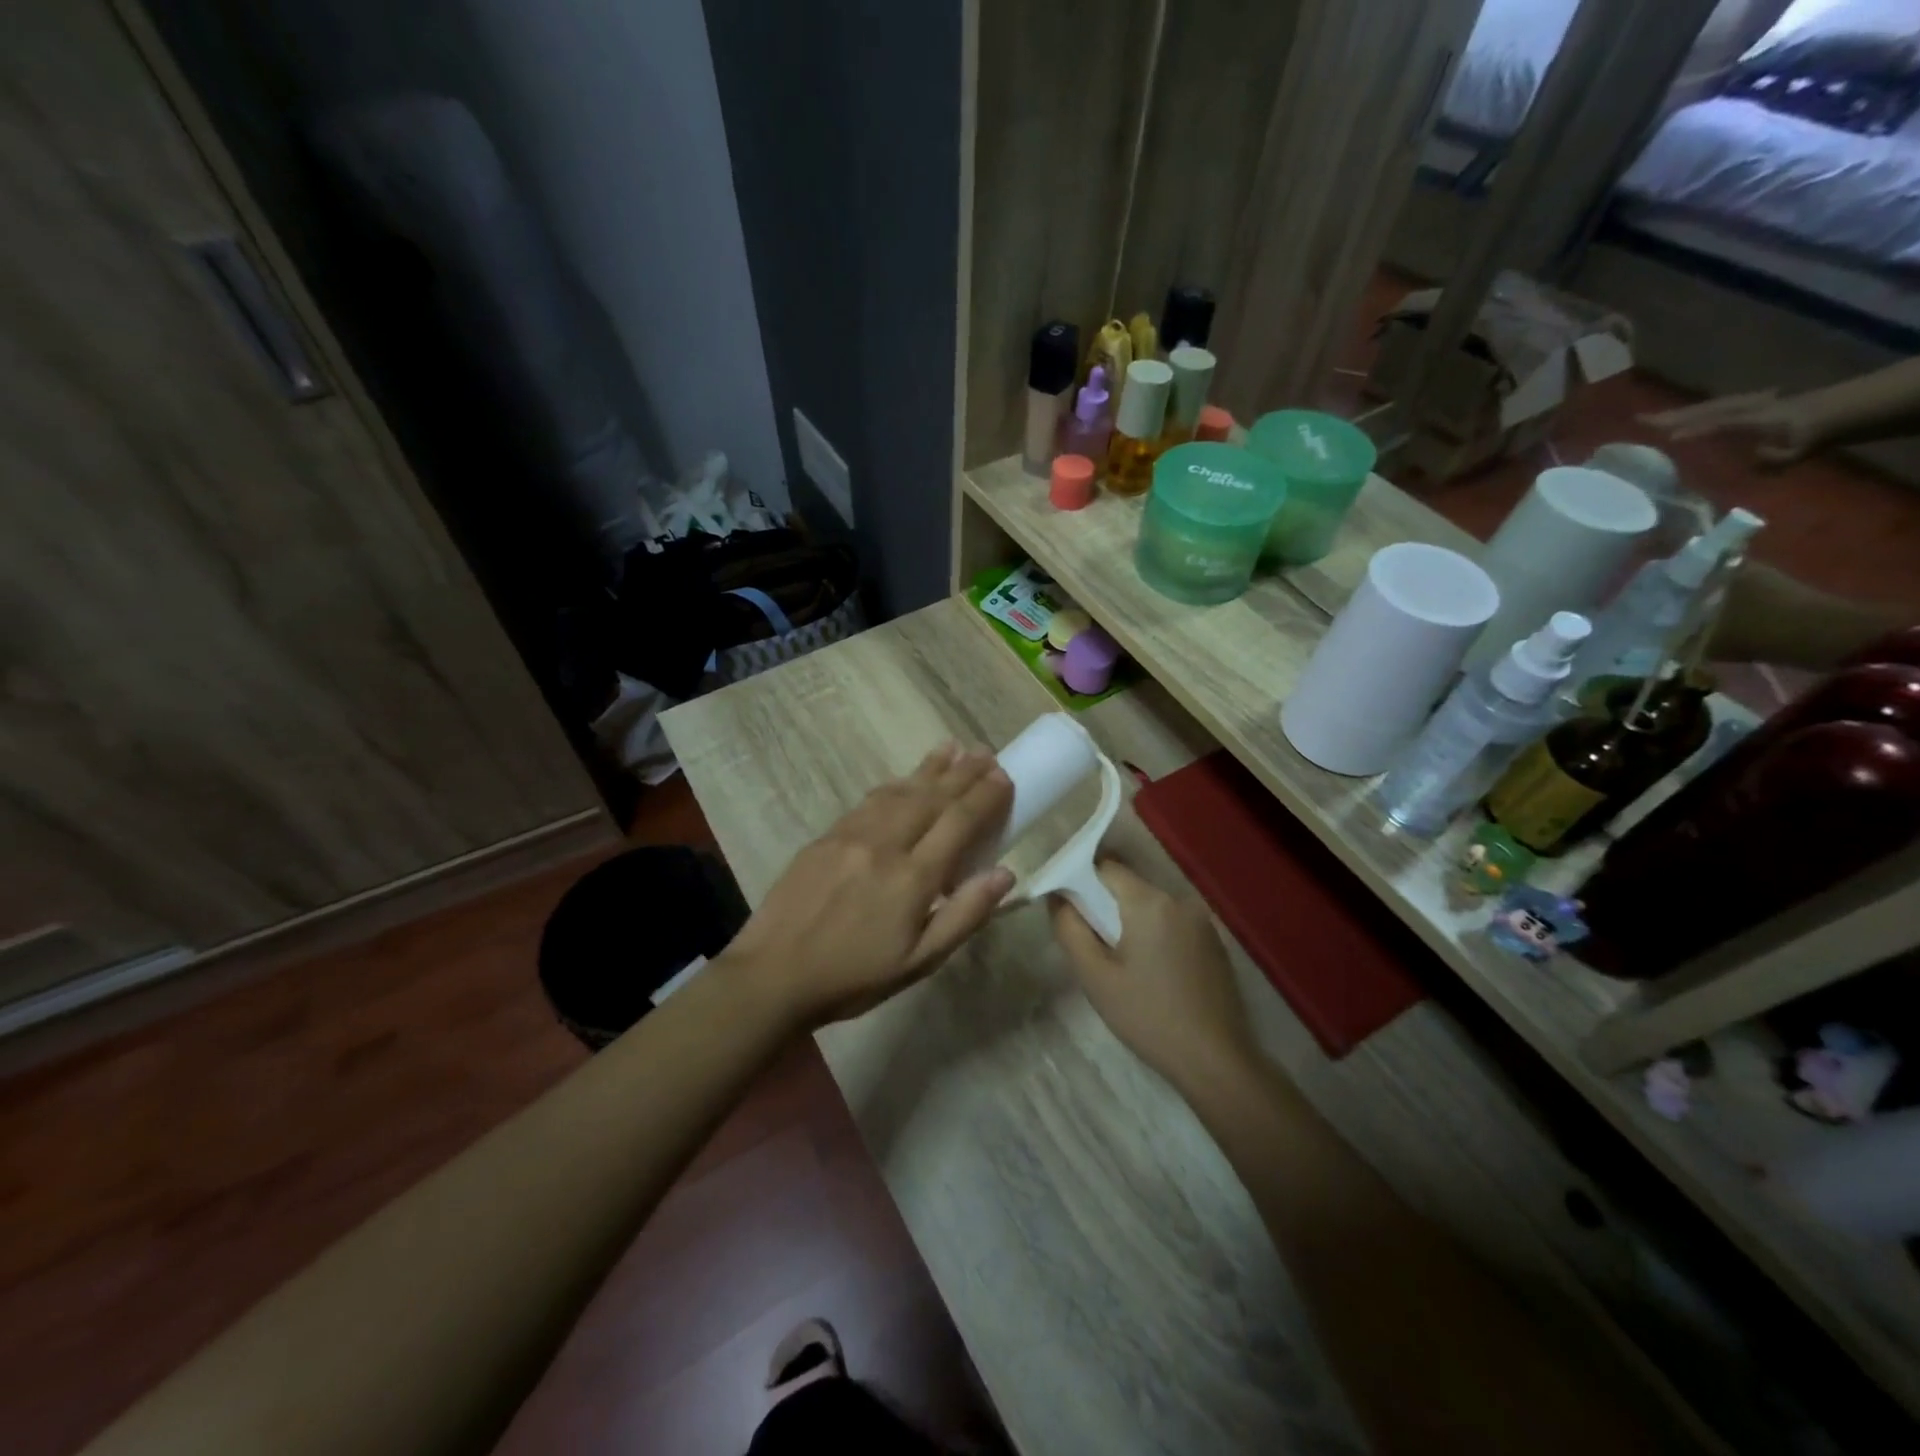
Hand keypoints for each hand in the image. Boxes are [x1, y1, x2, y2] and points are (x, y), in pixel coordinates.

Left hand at [723, 743, 1013, 1029]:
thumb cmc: (853, 977)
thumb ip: (964, 915)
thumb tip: (1005, 873)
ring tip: (953, 748)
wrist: (772, 976)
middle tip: (987, 753)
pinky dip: (894, 784)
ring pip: (899, 791)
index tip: (1004, 777)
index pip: (958, 822)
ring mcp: (850, 836)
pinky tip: (903, 779)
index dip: (984, 797)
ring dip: (929, 768)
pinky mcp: (825, 837)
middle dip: (963, 773)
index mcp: (911, 878)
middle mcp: (883, 845)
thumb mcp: (919, 962)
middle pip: (931, 798)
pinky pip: (869, 800)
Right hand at [1049, 861, 1256, 1092]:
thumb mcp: (1095, 976)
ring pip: (1152, 907)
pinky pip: (1174, 925)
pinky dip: (1156, 936)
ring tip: (1121, 962)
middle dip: (1106, 906)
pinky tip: (1153, 973)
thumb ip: (1070, 929)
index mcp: (1149, 902)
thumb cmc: (1148, 1016)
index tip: (1068, 908)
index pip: (1106, 867)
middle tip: (1091, 942)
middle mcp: (1179, 900)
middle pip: (1130, 887)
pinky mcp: (1215, 943)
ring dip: (1132, 923)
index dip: (1081, 880)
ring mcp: (1203, 922)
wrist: (1215, 1060)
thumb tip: (1057, 898)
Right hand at [1641, 388, 1817, 465]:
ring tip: (1655, 420)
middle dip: (1674, 415)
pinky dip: (1697, 413)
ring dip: (1681, 413)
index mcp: (1758, 417)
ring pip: (1710, 407)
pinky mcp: (1752, 407)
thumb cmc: (1821, 433)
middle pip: (1706, 410)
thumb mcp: (1801, 449)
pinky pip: (1717, 408)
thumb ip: (1775, 455)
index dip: (1695, 429)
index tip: (1665, 437)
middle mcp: (1749, 407)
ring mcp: (1750, 405)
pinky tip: (1686, 419)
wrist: (1852, 408)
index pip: (1720, 422)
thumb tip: (1749, 458)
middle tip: (1640, 419)